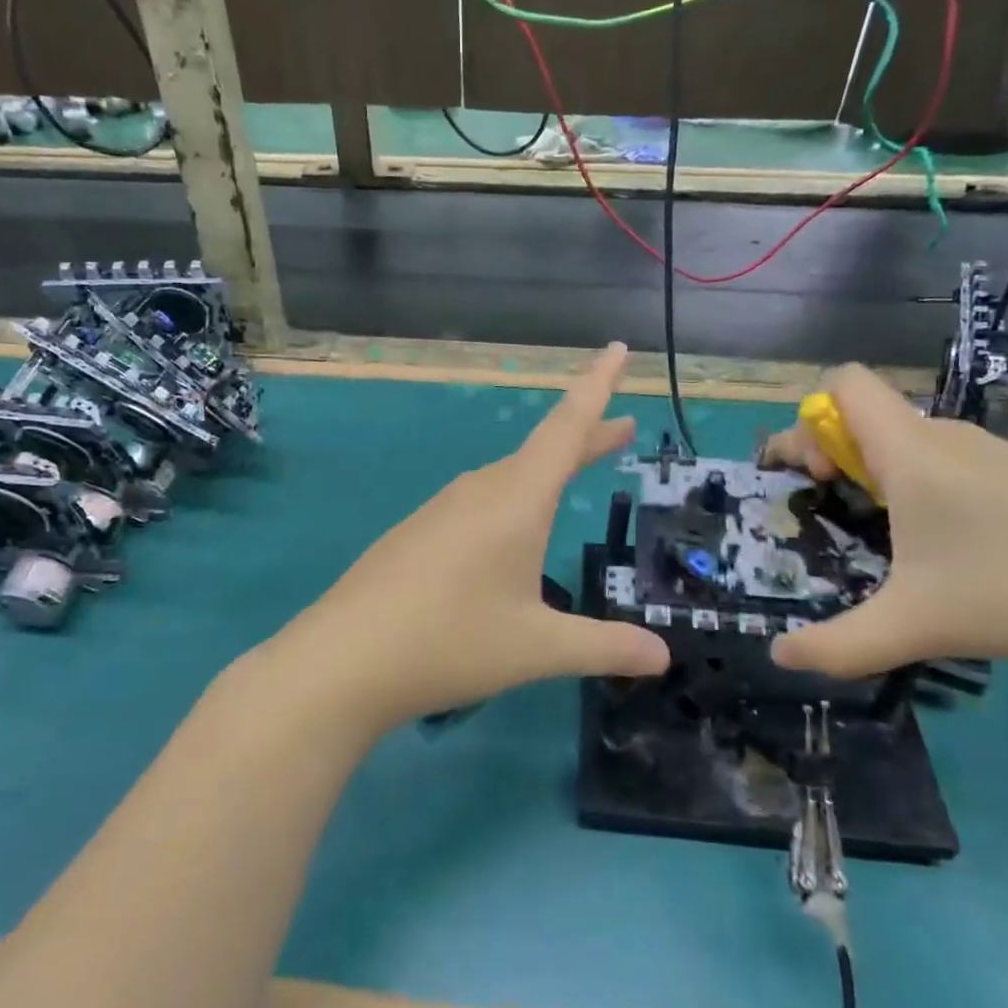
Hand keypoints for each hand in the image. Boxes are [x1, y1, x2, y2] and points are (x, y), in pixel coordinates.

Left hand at [273, 343, 670, 731]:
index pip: (567, 428)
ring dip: (545, 471)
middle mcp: (479, 492)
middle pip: (541, 451)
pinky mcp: (416, 532)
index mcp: (515, 500)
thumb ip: (604, 646)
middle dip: (584, 438)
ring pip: (507, 478)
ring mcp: (441, 509)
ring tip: (570, 476)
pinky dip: (510, 500)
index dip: (598, 386)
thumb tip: (664, 656)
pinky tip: (506, 534)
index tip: (619, 348)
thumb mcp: (537, 648)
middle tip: (621, 429)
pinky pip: (477, 502)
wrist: (343, 659)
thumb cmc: (450, 642)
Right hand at [762, 364, 1007, 682]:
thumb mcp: (916, 626)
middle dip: (833, 455)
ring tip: (890, 540)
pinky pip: (952, 462)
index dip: (810, 420)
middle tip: (835, 512)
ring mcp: (996, 454)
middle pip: (867, 416)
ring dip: (878, 473)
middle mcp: (948, 438)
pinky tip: (955, 548)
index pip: (844, 384)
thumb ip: (839, 645)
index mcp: (911, 452)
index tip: (816, 478)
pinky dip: (926, 487)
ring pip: (910, 441)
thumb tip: (780, 657)